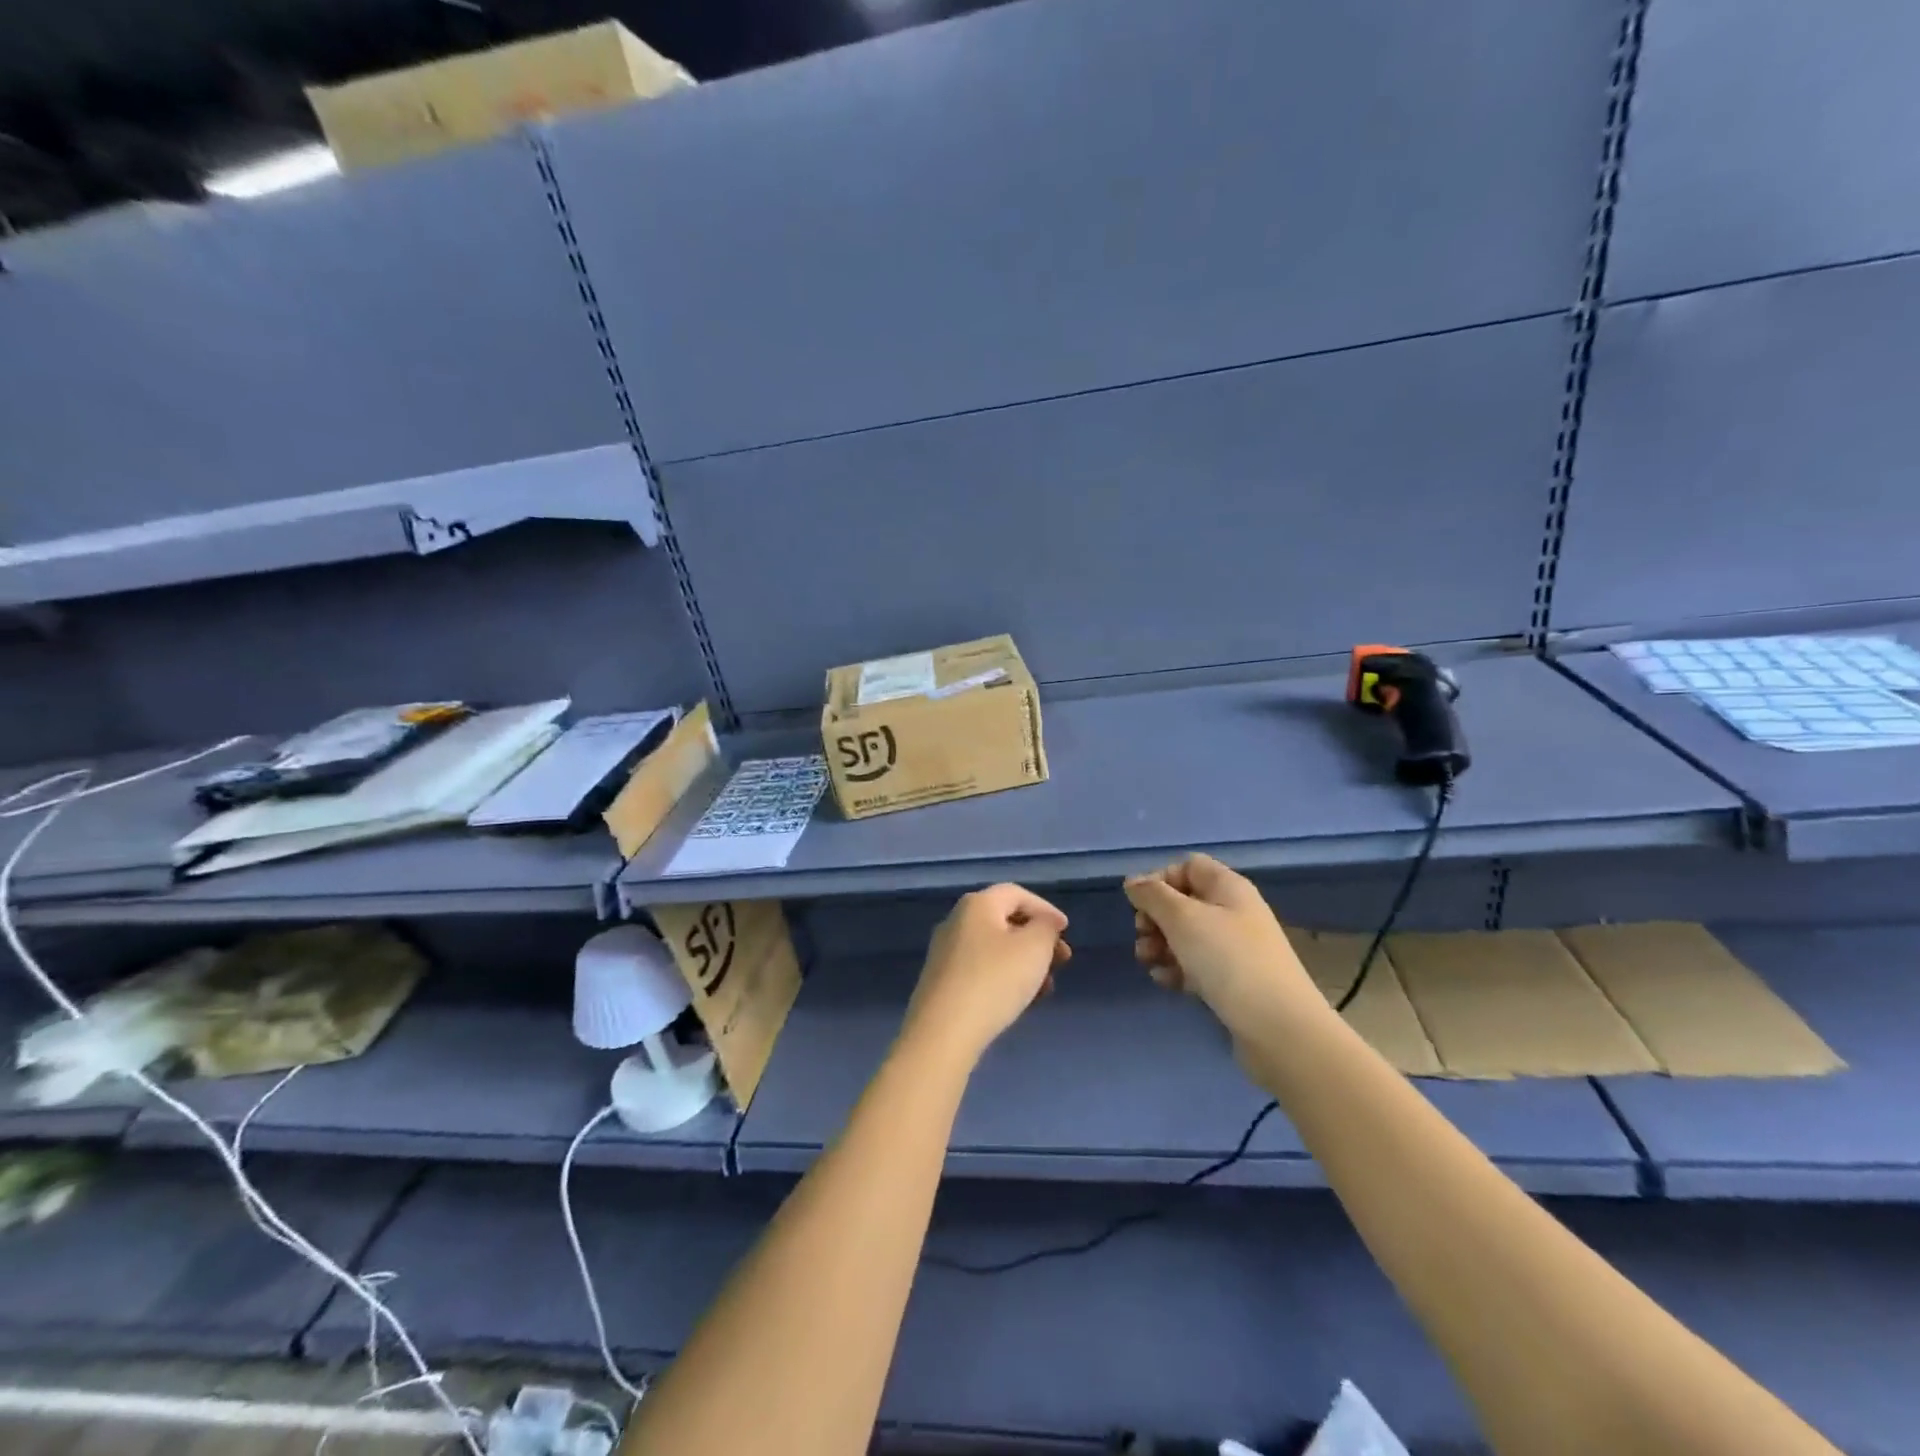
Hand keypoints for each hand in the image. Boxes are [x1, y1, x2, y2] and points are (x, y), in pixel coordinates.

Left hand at [901, 884, 1071, 1067]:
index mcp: (976, 905)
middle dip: (1037, 940)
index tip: (1066, 931)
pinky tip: (1021, 1002)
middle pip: (1005, 922)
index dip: (1045, 909)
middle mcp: (956, 922)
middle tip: (1061, 961)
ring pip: (995, 950)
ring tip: (1046, 989)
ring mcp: (945, 953)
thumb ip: (1046, 928)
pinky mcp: (942, 983)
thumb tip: (1043, 923)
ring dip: (1025, 964)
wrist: (944, 1032)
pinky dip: (1005, 979)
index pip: (1016, 894)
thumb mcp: (1034, 947)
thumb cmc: (995, 980)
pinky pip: (981, 971)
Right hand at [1124, 855, 1322, 1034]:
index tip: (1140, 903)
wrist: (1279, 1027)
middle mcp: (1234, 913)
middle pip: (1184, 902)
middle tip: (1142, 935)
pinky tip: (1165, 982)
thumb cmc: (1228, 960)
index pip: (1189, 866)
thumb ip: (1153, 895)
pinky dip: (1177, 969)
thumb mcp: (1183, 918)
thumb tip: (1133, 881)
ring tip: (1147, 961)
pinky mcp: (1233, 982)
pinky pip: (1197, 965)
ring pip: (1187, 936)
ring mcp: (1235, 949)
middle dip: (1156, 917)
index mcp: (1228, 888)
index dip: (1161, 879)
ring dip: (1160, 945)